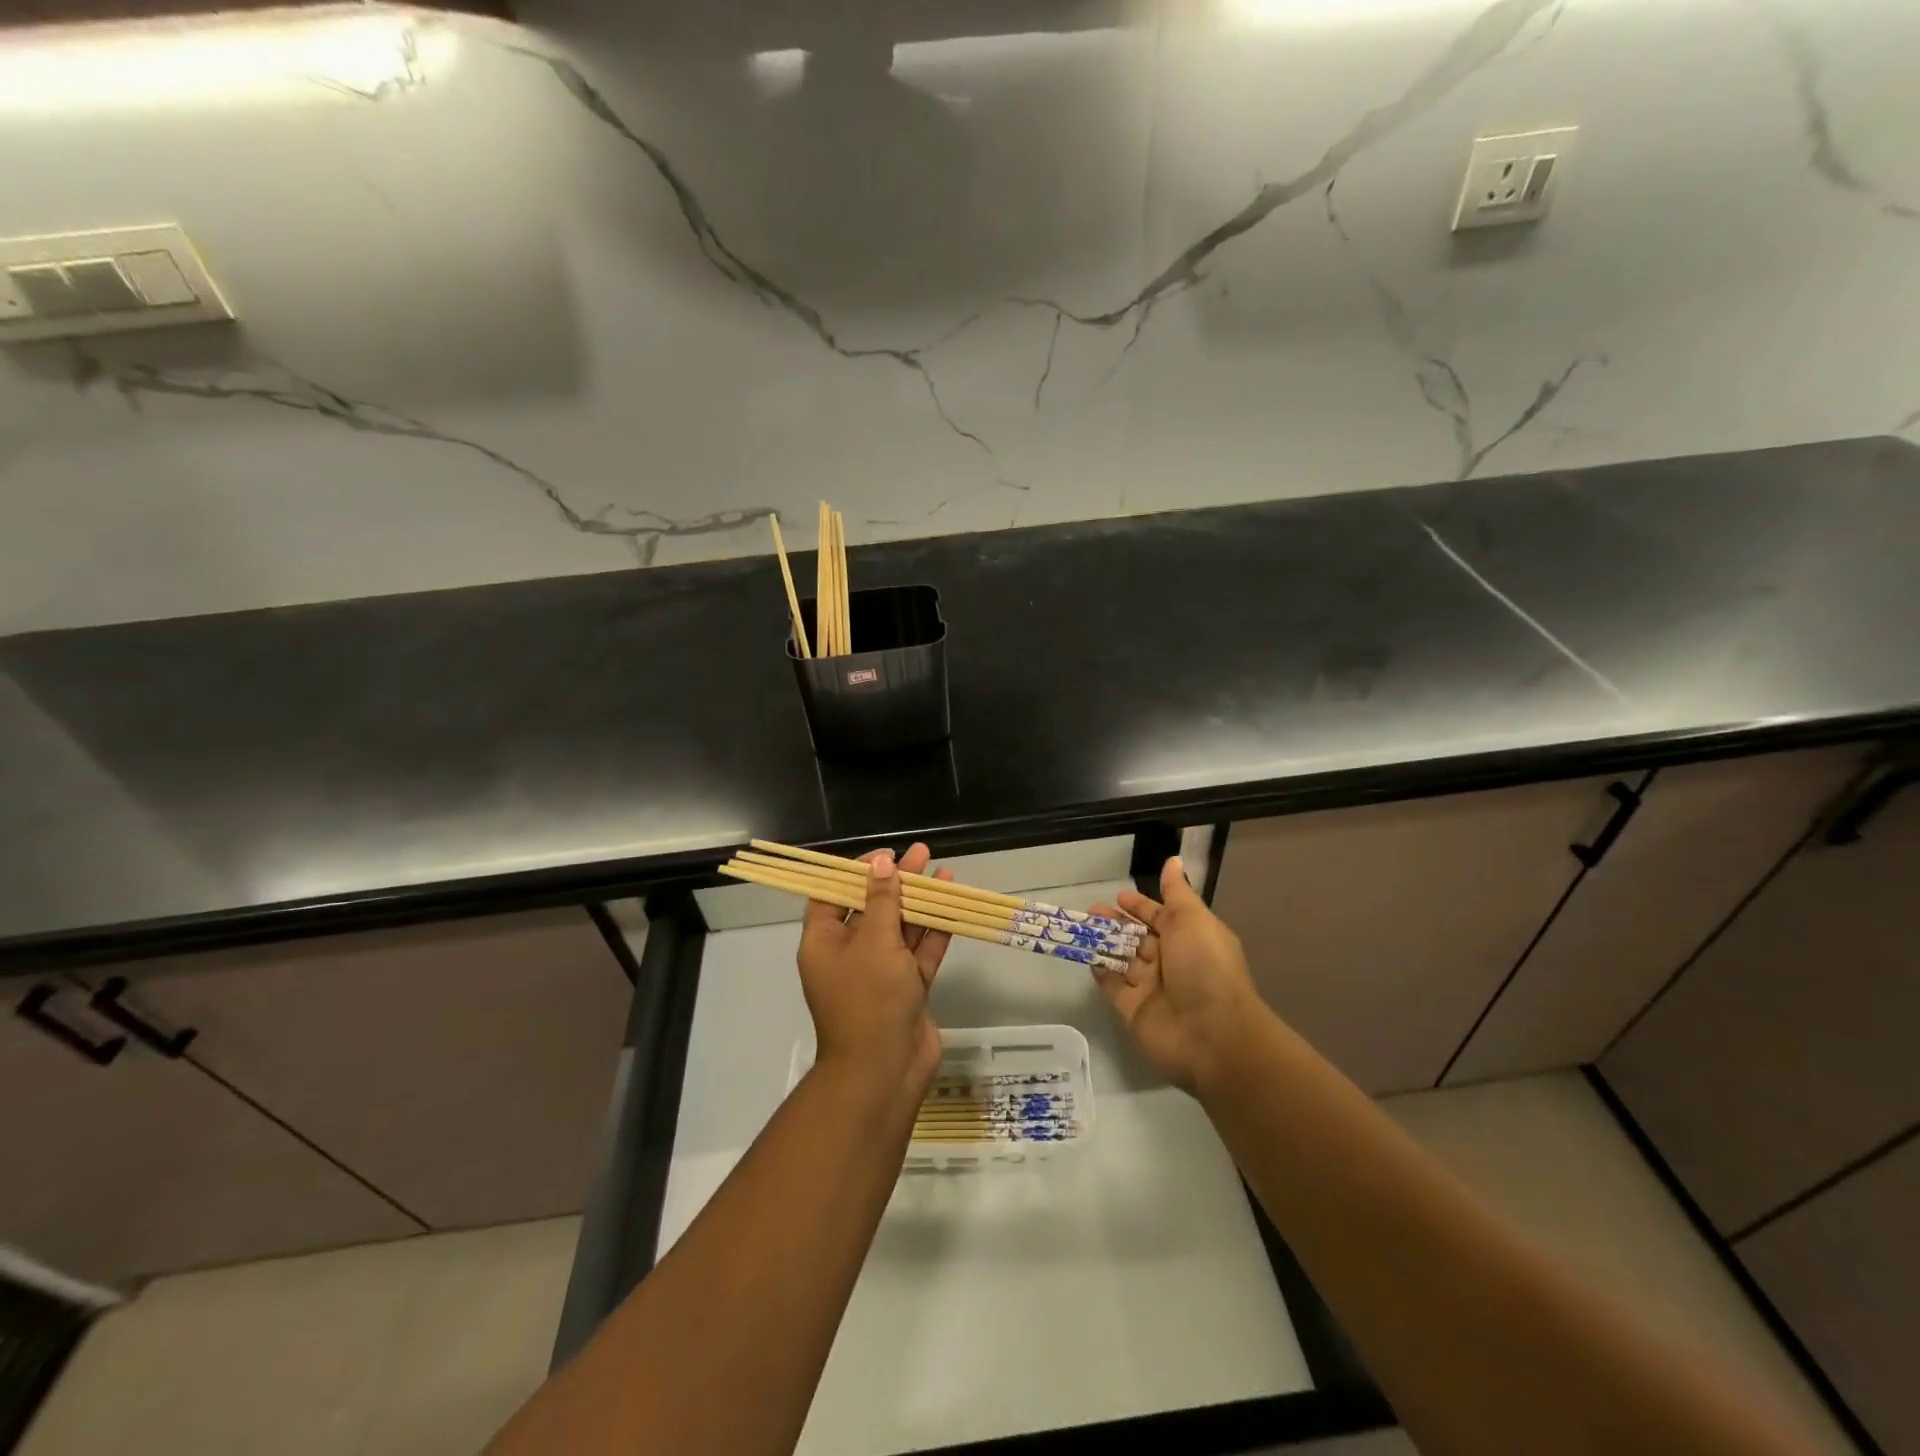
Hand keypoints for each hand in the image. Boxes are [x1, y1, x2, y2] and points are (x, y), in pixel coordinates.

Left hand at [797, 843, 954, 1094]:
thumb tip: (882, 864)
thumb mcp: (874, 942)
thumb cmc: (868, 999)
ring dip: (919, 900)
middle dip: (896, 881)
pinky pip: (920, 951)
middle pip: (872, 907)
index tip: (884, 856)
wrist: (885, 1070)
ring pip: (900, 927)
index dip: (856, 872)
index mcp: (825, 942)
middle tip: (921, 853)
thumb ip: (882, 901)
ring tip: (940, 868)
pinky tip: (951, 902)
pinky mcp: (908, 987)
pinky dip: (935, 928)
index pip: (834, 895)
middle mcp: (850, 954)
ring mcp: (881, 972)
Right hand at [1092, 856, 1265, 1093]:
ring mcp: (1152, 988)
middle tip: (1091, 910)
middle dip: (1116, 923)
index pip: (1162, 917)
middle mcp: (1172, 962)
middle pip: (1139, 938)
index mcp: (1191, 939)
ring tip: (1081, 928)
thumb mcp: (1193, 920)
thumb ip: (1177, 892)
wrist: (1213, 1035)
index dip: (1142, 906)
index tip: (1119, 896)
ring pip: (1123, 959)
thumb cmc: (1205, 967)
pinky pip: (1112, 987)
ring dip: (1104, 943)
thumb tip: (1174, 859)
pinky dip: (1101, 972)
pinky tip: (1087, 957)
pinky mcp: (1133, 1011)